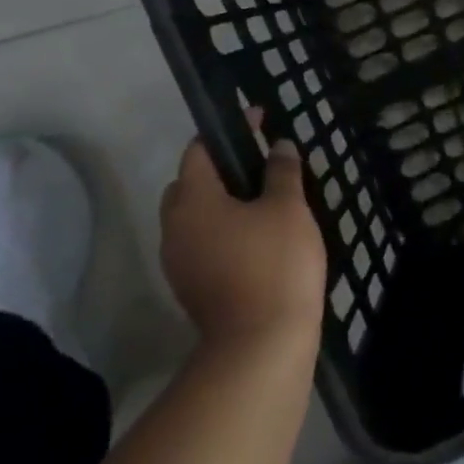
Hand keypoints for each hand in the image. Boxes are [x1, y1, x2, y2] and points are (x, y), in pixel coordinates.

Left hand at [159, 112, 327, 351]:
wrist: (261, 344)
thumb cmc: (275, 262)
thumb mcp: (288, 207)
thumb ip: (281, 170)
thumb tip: (278, 145)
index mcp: (193, 201)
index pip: (198, 150)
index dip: (228, 130)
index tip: (258, 120)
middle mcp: (174, 228)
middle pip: (189, 183)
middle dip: (220, 168)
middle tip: (260, 164)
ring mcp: (178, 262)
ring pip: (194, 216)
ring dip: (221, 201)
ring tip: (264, 199)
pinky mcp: (191, 287)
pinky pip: (202, 242)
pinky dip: (223, 229)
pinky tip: (258, 236)